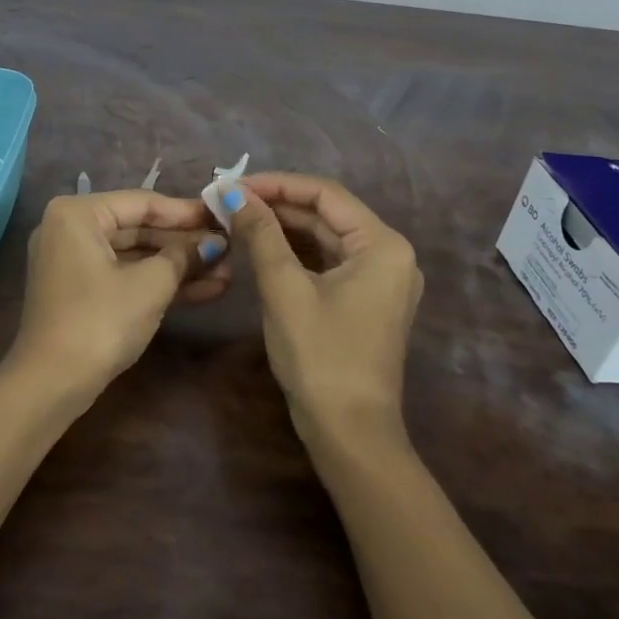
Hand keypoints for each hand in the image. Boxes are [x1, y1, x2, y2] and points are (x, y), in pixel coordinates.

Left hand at [12, 190, 230, 394]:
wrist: (51, 385)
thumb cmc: (101, 321)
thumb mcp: (151, 285)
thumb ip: (184, 256)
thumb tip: (215, 242)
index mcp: (78, 213)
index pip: (143, 203)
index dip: (187, 212)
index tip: (224, 216)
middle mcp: (70, 228)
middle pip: (139, 228)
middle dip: (185, 244)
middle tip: (229, 249)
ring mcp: (73, 260)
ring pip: (135, 255)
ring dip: (178, 266)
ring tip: (225, 273)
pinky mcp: (80, 289)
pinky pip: (124, 274)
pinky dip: (157, 282)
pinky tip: (203, 290)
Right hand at [219, 173, 422, 446]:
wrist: (349, 434)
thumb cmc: (320, 356)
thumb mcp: (284, 289)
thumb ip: (260, 234)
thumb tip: (231, 193)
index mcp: (382, 245)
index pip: (325, 194)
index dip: (277, 184)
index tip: (233, 185)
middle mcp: (390, 254)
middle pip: (327, 214)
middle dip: (277, 205)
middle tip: (228, 202)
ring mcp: (380, 280)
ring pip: (326, 237)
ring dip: (283, 227)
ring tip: (237, 218)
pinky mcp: (366, 300)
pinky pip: (328, 261)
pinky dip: (296, 252)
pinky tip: (261, 246)